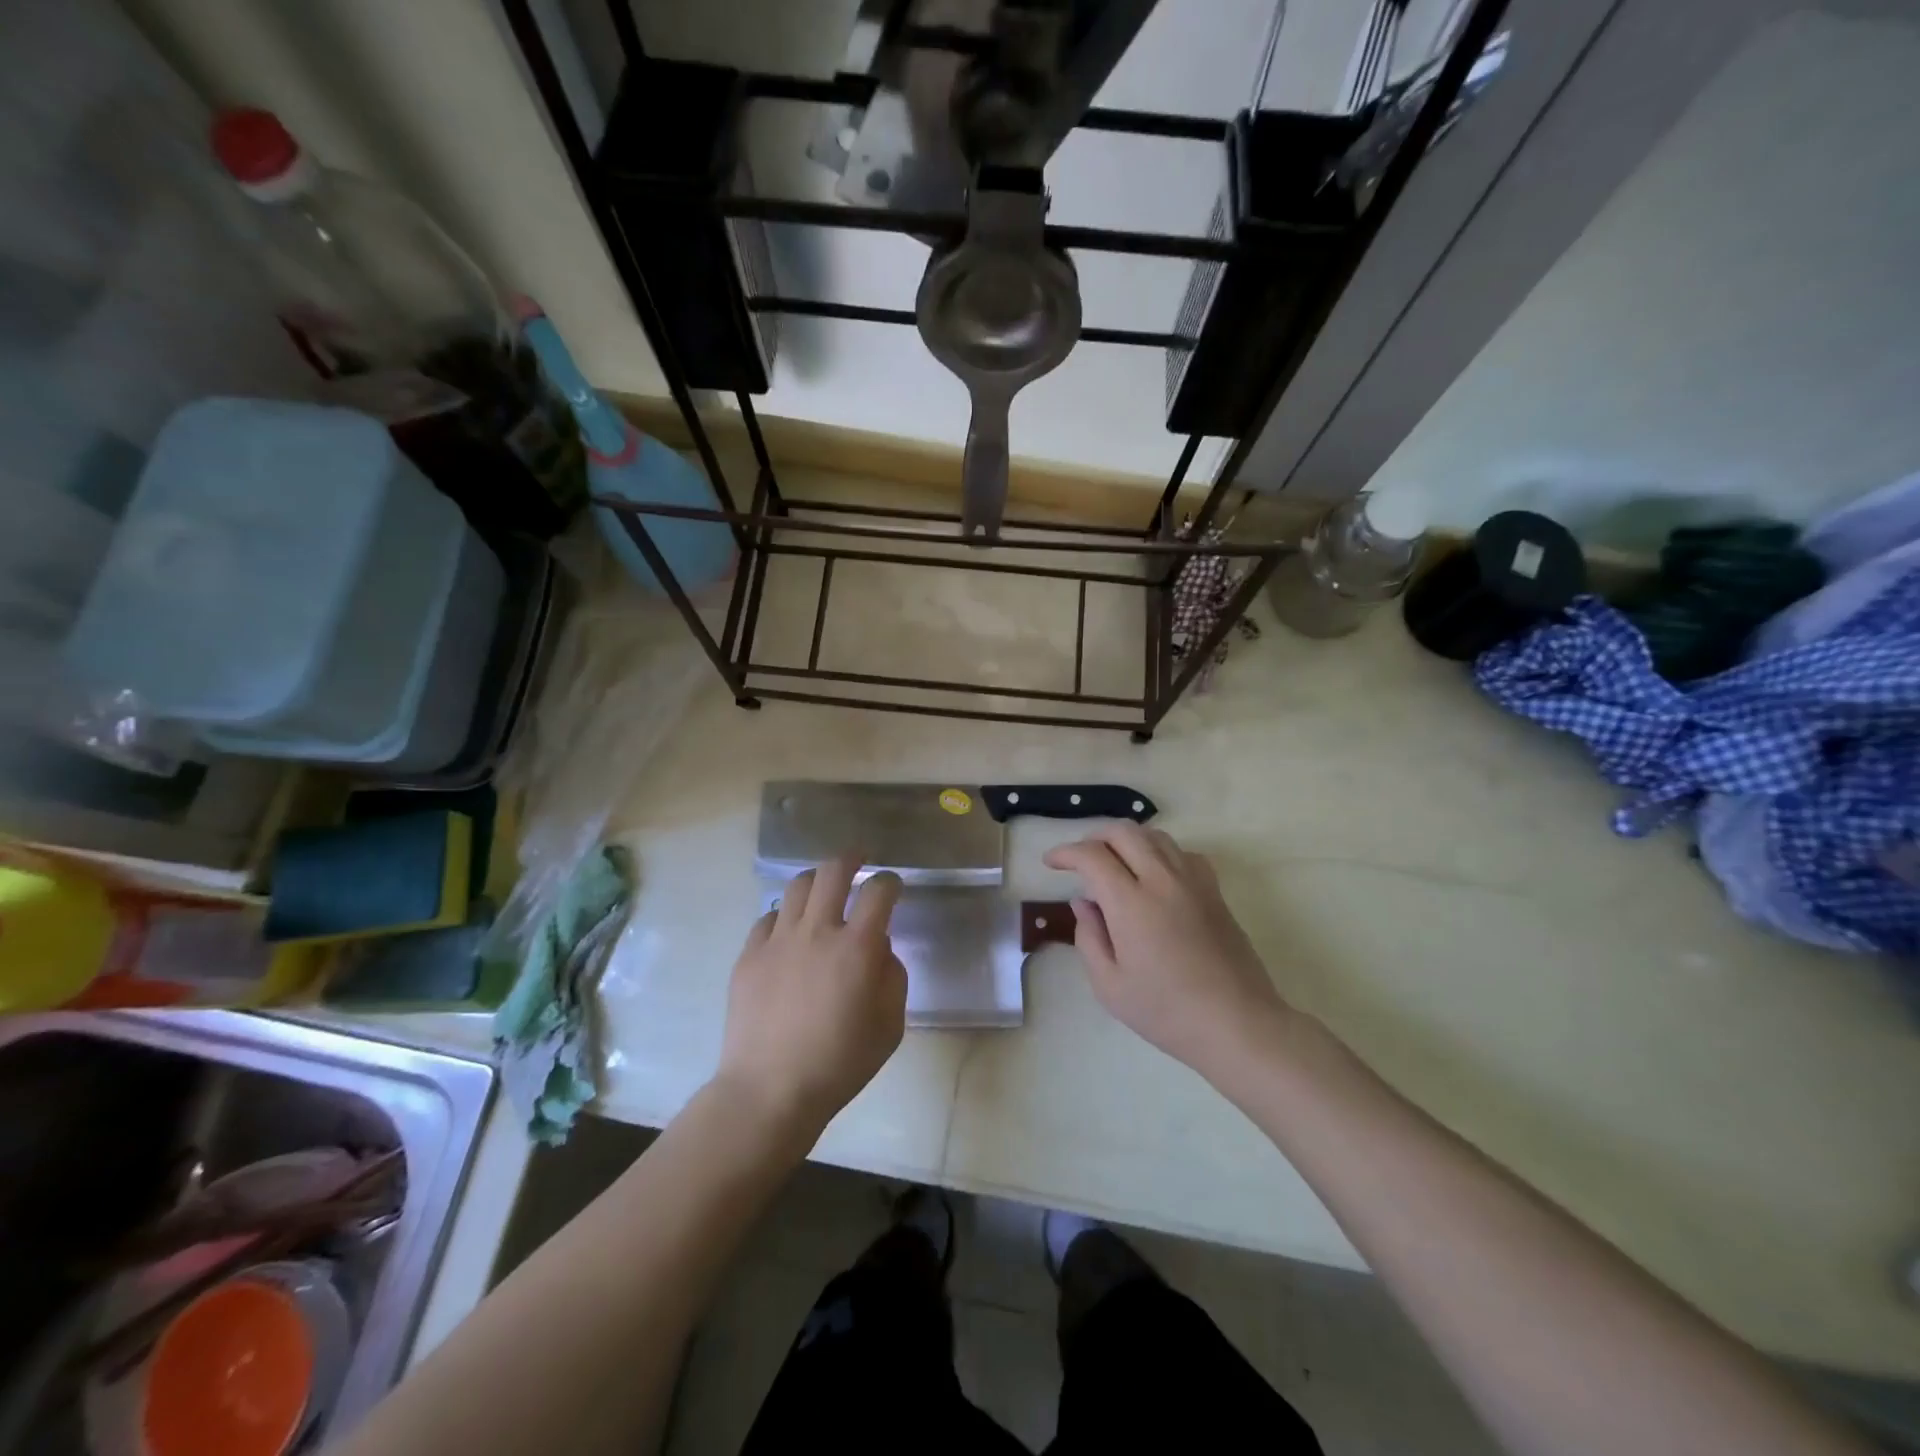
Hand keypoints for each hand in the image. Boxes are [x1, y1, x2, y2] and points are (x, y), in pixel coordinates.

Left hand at [715, 856, 907, 1141]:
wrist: (769, 1090)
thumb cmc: (839, 1064)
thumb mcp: (889, 1026)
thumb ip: (892, 978)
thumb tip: (880, 949)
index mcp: (857, 947)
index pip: (878, 891)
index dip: (890, 882)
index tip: (892, 886)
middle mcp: (817, 931)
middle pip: (833, 871)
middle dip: (851, 859)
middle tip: (858, 860)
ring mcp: (778, 940)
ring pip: (797, 886)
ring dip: (816, 881)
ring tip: (822, 890)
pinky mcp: (749, 955)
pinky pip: (768, 918)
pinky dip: (784, 916)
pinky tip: (789, 932)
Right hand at [1044, 825, 1288, 1080]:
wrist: (1237, 1024)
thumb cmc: (1166, 1012)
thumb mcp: (1110, 986)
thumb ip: (1089, 938)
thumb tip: (1083, 903)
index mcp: (1131, 903)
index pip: (1092, 856)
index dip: (1065, 853)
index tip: (1051, 863)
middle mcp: (1162, 880)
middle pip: (1124, 832)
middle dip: (1094, 836)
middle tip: (1080, 858)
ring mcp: (1193, 882)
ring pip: (1155, 836)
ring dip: (1127, 840)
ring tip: (1114, 862)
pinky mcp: (1214, 891)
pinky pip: (1183, 852)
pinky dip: (1160, 852)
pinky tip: (1155, 875)